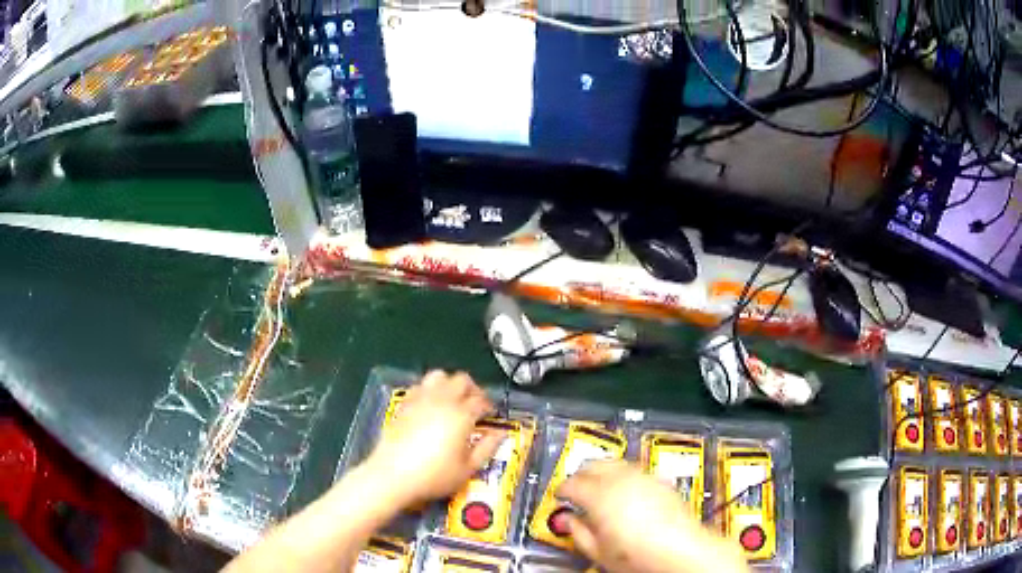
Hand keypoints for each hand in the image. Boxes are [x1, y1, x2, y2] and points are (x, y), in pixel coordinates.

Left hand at [366, 371, 503, 507]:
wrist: (392, 475)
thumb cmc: (434, 476)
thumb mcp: (468, 469)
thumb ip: (487, 448)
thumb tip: (499, 435)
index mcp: (461, 415)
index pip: (481, 401)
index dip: (489, 407)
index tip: (491, 417)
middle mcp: (442, 400)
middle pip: (462, 380)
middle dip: (473, 390)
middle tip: (476, 405)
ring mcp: (420, 399)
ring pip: (439, 376)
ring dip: (450, 384)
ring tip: (453, 400)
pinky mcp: (403, 404)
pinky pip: (420, 386)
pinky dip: (430, 390)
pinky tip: (430, 406)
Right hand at [557, 461, 748, 572]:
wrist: (681, 551)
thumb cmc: (642, 555)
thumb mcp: (598, 551)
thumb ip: (578, 532)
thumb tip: (567, 521)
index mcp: (600, 496)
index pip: (572, 483)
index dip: (561, 489)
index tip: (560, 496)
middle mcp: (622, 480)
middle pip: (593, 464)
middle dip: (581, 473)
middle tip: (575, 487)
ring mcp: (644, 478)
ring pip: (616, 462)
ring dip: (603, 470)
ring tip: (598, 486)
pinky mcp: (661, 481)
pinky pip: (636, 469)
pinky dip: (625, 474)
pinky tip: (625, 488)